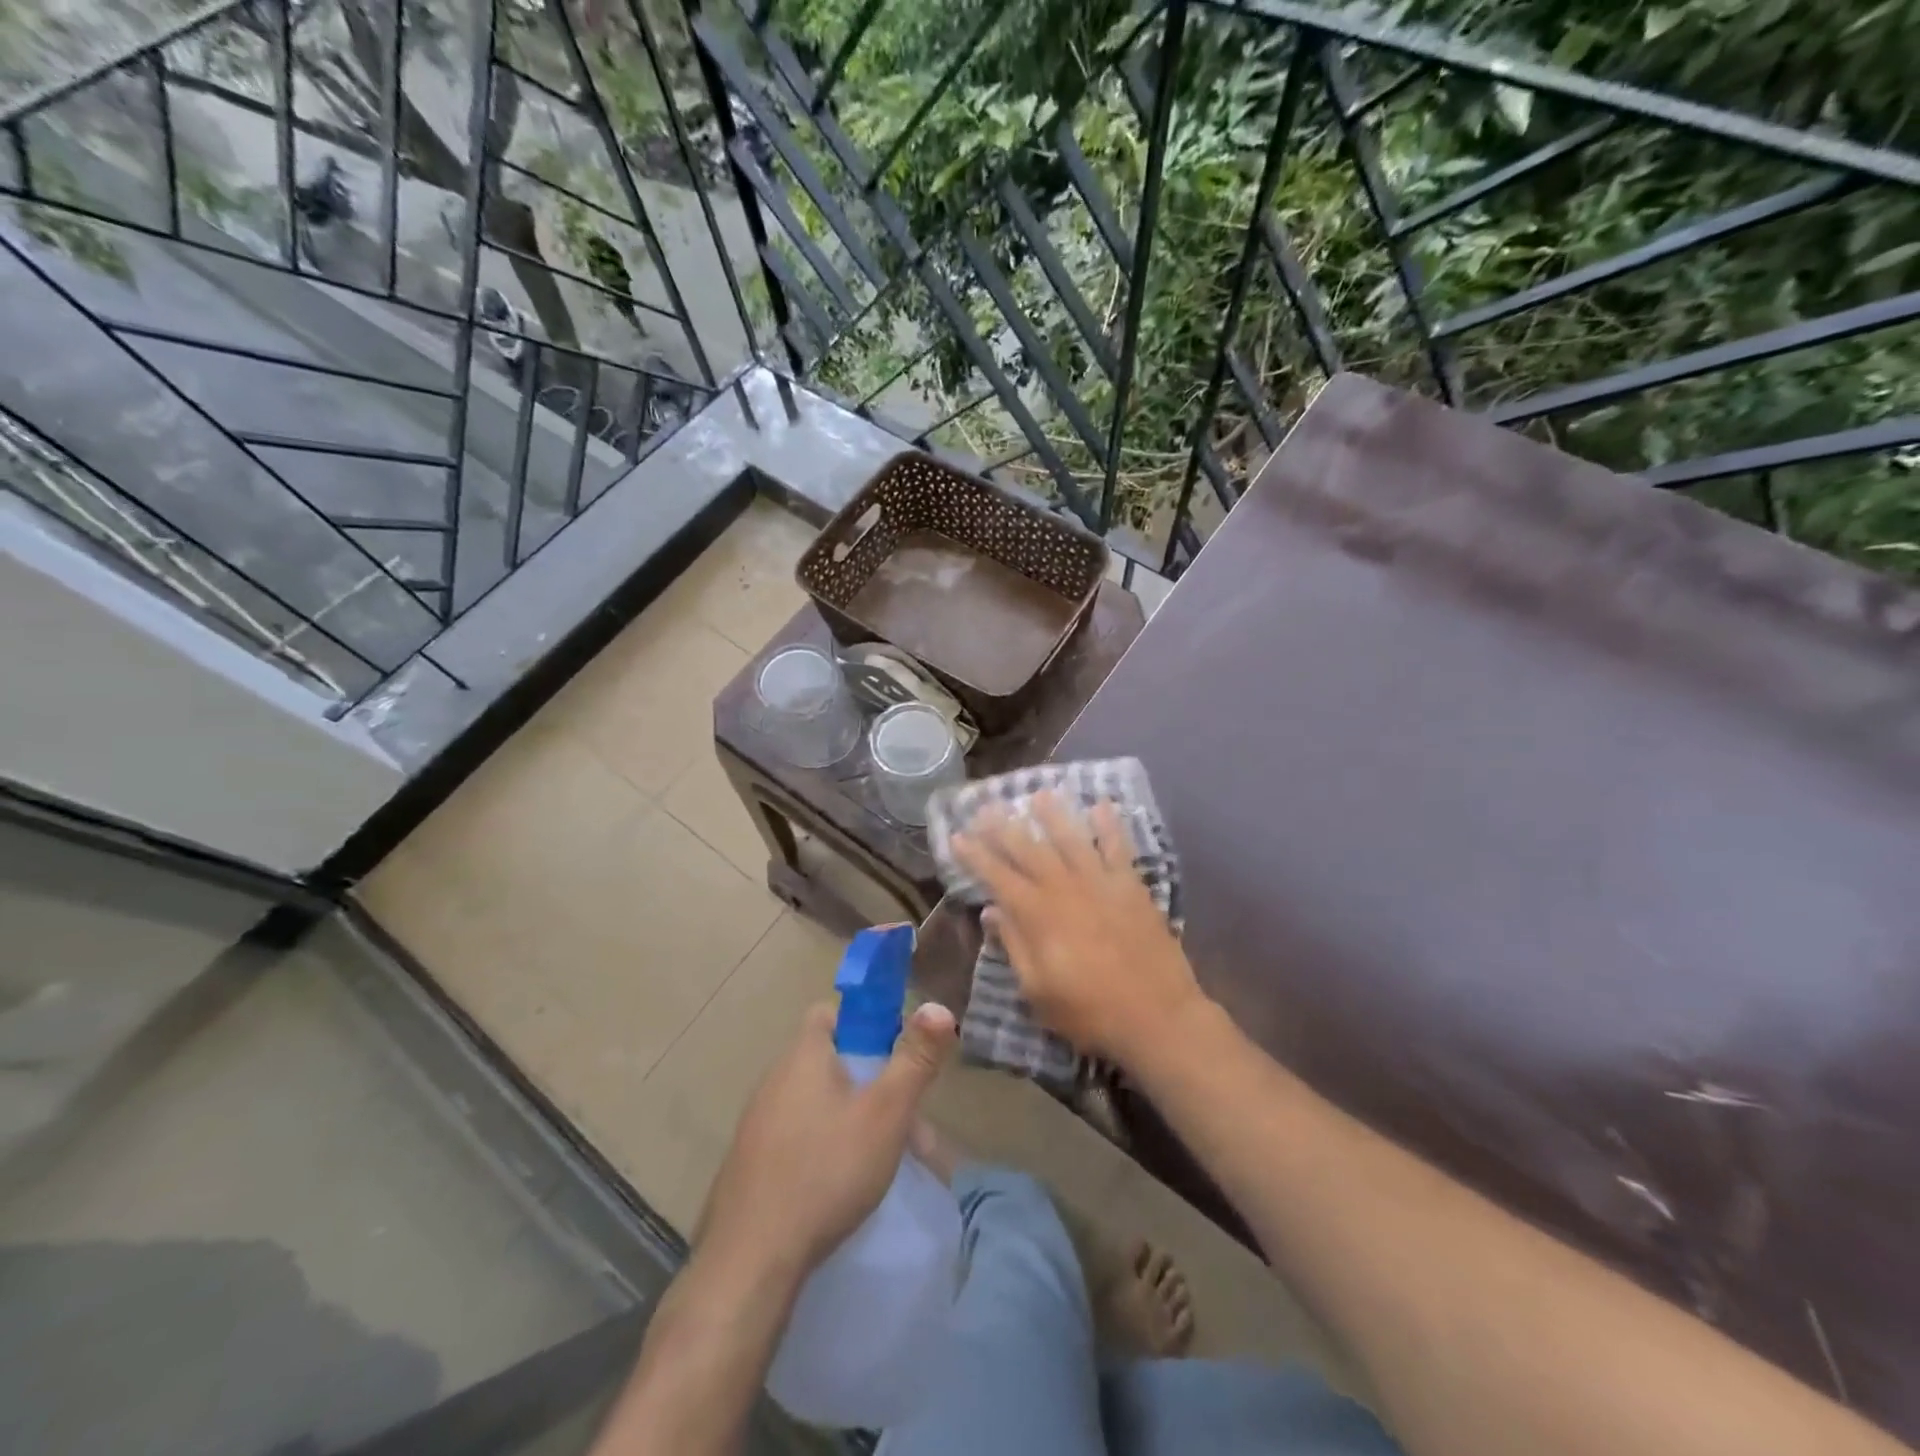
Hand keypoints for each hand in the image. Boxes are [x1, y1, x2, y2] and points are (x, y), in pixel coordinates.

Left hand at [696, 999, 957, 1286]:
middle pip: (831, 1063)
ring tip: (885, 1162)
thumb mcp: (885, 1112)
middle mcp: (774, 1080)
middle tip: (907, 1125)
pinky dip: (825, 1149)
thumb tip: (938, 1006)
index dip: (865, 1024)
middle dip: (873, 1085)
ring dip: (853, 1121)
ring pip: (817, 1105)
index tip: (895, 1055)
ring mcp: (757, 1124)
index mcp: (803, 1056)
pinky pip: (798, 1139)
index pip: (830, 1013)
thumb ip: (915, 1059)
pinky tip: (842, 1188)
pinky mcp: (750, 1165)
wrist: (750, 1261)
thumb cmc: (826, 1170)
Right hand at [952, 791, 1204, 1066]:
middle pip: (1029, 849)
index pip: (997, 876)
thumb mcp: (1037, 990)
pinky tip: (1101, 805)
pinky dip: (1109, 825)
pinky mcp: (1131, 885)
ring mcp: (1100, 882)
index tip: (957, 835)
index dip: (974, 855)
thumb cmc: (1089, 1011)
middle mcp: (1064, 888)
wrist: (1157, 1016)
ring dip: (1053, 815)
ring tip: (1038, 794)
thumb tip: (991, 910)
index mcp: (1037, 914)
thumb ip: (1013, 945)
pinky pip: (1118, 847)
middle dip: (1004, 827)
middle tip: (986, 806)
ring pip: (1071, 838)